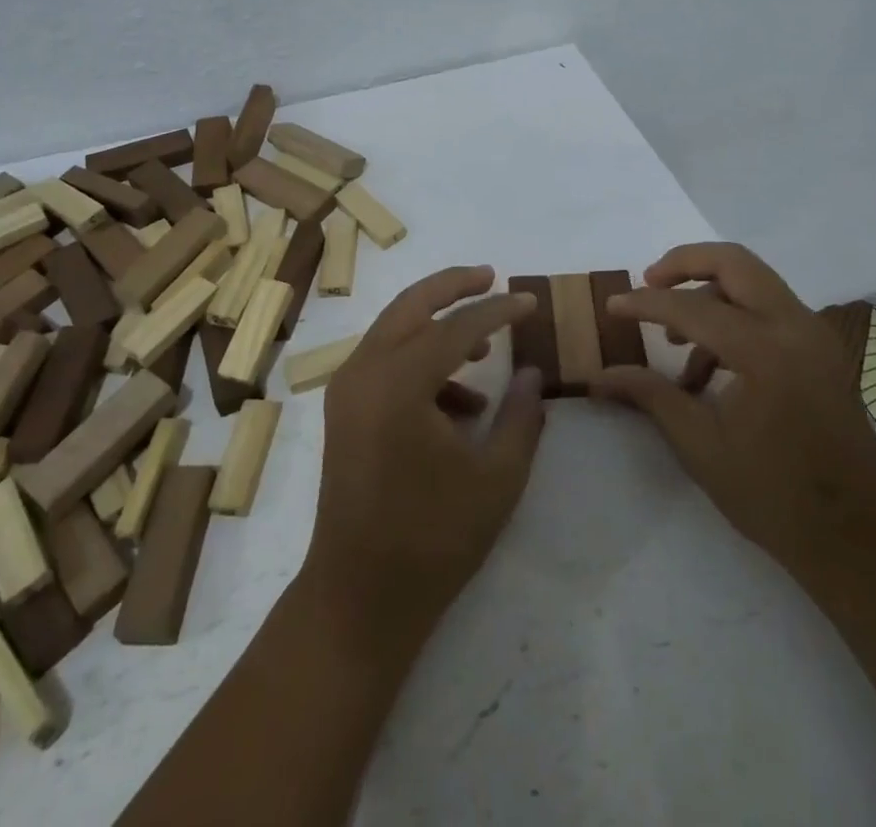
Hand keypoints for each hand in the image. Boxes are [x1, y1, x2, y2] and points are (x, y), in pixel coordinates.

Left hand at [302, 266, 545, 640]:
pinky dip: (421, 362)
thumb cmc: (433, 540)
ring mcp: (347, 390)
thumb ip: (521, 416)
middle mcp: (364, 372)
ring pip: (394, 329)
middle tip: (491, 276)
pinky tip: (461, 405)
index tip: (530, 301)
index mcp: (399, 384)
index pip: (457, 327)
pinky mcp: (344, 409)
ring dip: (437, 325)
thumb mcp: (497, 479)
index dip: (499, 310)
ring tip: (486, 346)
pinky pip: (385, 361)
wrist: (359, 598)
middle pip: (411, 305)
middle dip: (453, 286)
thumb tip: (531, 371)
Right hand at [591, 243, 875, 574]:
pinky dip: (734, 318)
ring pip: (753, 282)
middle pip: (733, 262)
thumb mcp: (701, 446)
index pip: (691, 308)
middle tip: (648, 283)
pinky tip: (708, 370)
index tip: (611, 306)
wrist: (862, 539)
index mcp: (765, 352)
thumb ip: (650, 396)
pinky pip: (768, 310)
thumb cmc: (776, 497)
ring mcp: (814, 335)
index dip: (644, 304)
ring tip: (673, 343)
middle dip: (684, 264)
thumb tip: (599, 375)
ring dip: (708, 295)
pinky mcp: (821, 349)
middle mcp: (795, 327)